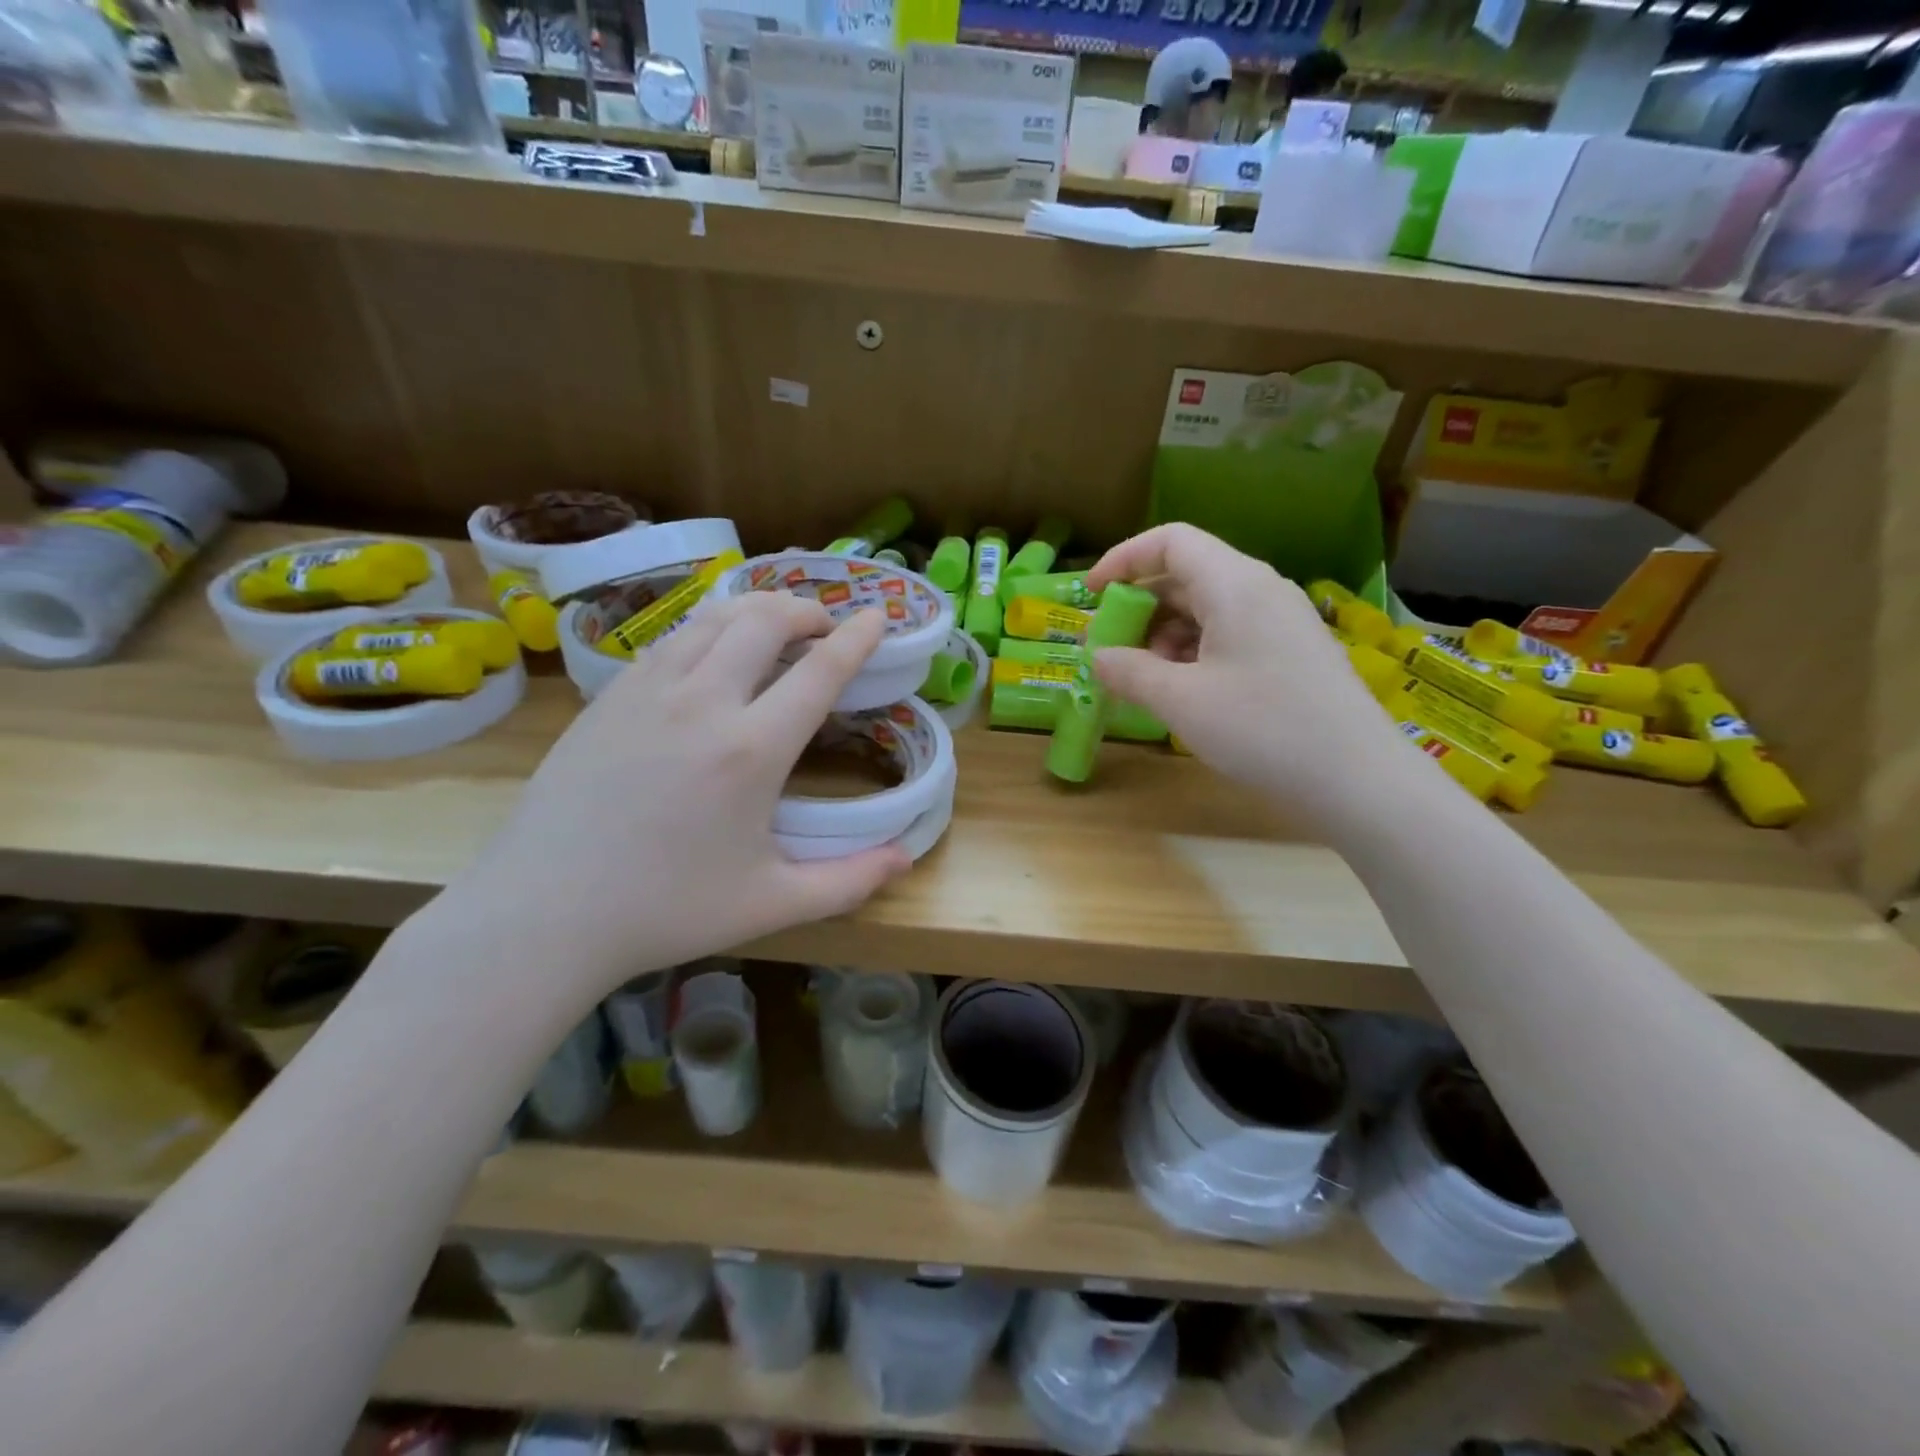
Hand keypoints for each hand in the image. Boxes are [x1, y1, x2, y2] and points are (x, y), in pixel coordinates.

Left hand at [444, 594, 908, 1000]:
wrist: (544, 912)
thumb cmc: (665, 910)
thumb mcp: (771, 904)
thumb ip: (848, 881)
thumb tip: (906, 859)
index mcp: (751, 749)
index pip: (819, 671)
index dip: (857, 637)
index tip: (879, 615)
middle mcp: (703, 701)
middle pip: (764, 620)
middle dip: (806, 611)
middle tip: (826, 627)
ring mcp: (648, 691)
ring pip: (713, 618)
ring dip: (757, 610)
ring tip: (776, 626)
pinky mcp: (610, 696)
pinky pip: (671, 639)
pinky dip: (709, 629)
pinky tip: (713, 654)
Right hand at [1086, 524, 1405, 825]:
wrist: (1357, 778)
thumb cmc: (1262, 728)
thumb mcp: (1181, 701)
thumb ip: (1130, 671)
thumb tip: (1099, 658)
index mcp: (1234, 584)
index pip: (1170, 541)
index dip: (1123, 559)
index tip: (1092, 595)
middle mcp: (1260, 589)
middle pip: (1187, 575)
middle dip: (1141, 608)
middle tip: (1112, 650)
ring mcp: (1281, 620)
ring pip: (1208, 608)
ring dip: (1166, 635)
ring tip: (1147, 679)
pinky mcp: (1292, 651)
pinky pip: (1231, 633)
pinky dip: (1196, 652)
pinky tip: (1186, 692)